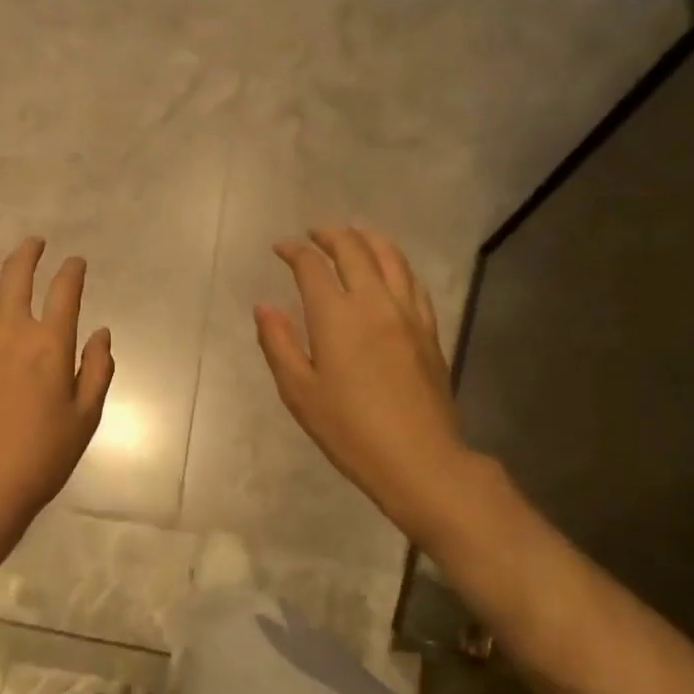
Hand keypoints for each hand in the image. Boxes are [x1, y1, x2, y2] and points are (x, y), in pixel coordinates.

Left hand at [0, 237, 113, 539]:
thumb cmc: (42, 456)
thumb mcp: (85, 417)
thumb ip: (97, 370)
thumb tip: (102, 333)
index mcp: (50, 344)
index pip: (65, 290)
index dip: (73, 271)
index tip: (76, 264)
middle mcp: (9, 330)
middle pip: (17, 275)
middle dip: (29, 253)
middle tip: (34, 245)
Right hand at [255, 227, 467, 537]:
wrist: (418, 458)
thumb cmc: (349, 430)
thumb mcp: (299, 392)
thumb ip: (278, 344)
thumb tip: (265, 307)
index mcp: (337, 316)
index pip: (313, 266)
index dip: (294, 251)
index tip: (280, 248)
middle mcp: (375, 302)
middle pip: (355, 249)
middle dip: (330, 235)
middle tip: (313, 234)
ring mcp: (408, 313)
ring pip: (391, 257)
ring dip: (368, 239)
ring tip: (353, 236)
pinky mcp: (429, 330)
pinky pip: (413, 282)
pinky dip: (396, 263)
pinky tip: (390, 269)